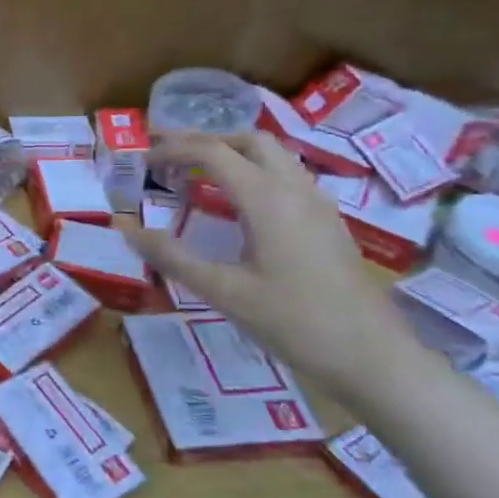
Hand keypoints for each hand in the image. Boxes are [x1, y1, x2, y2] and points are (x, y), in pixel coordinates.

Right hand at [129, 132, 421, 407]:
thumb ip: (172, 256)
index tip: (142, 156)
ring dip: (233, 153)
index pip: (213, 152)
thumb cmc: (294, 322)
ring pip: (274, 157)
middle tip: (168, 152)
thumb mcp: (223, 291)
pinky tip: (238, 204)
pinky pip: (288, 178)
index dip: (173, 148)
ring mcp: (318, 205)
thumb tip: (125, 227)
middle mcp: (295, 189)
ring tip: (197, 172)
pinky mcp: (328, 223)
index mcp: (267, 198)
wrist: (373, 358)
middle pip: (249, 141)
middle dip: (206, 140)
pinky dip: (254, 173)